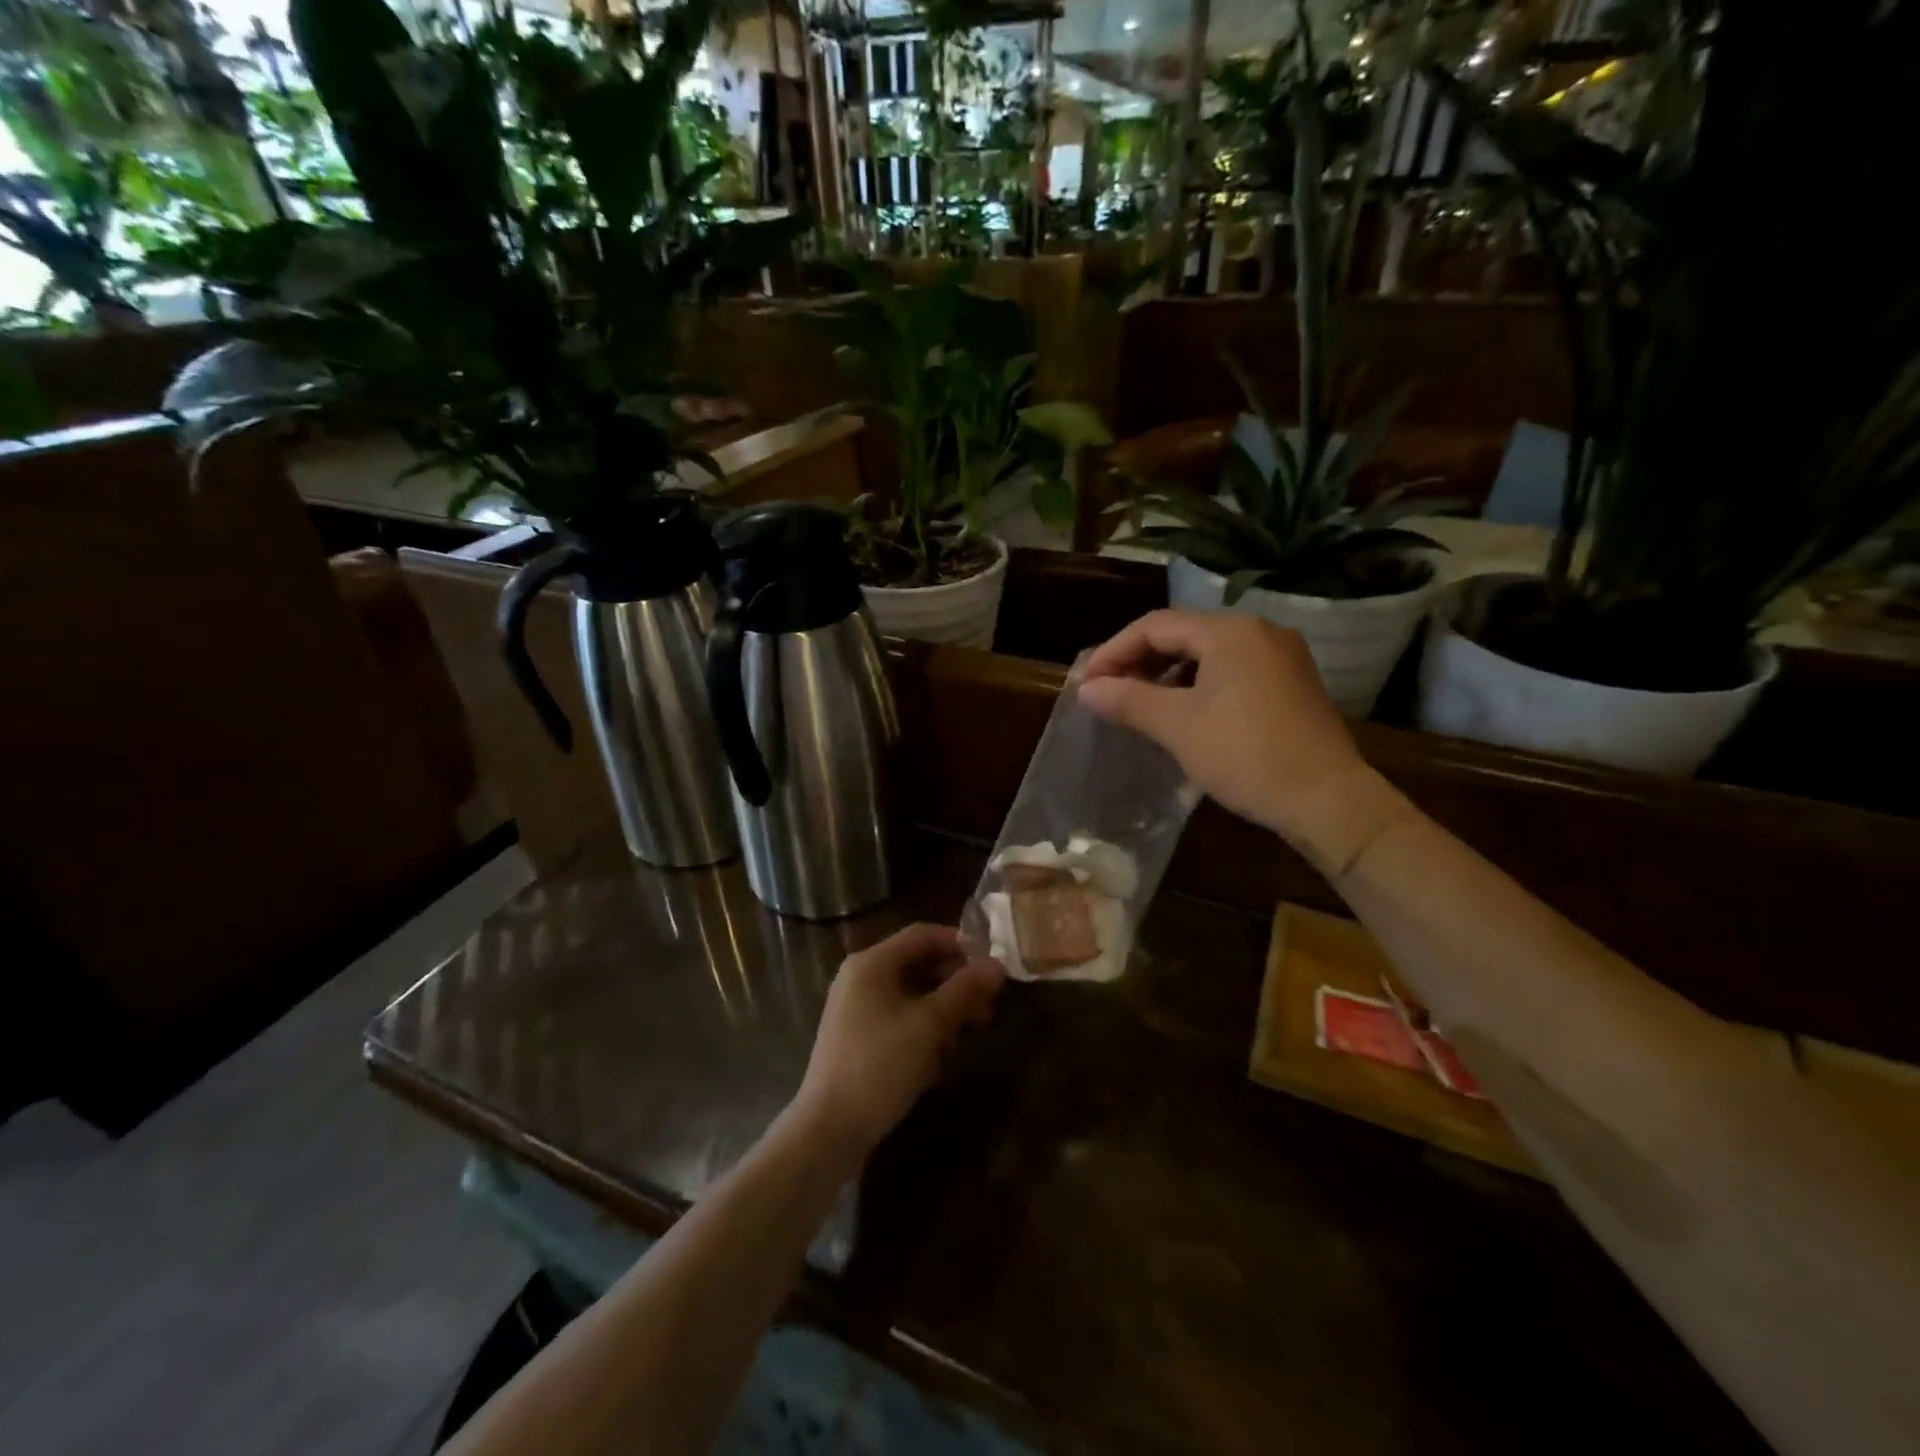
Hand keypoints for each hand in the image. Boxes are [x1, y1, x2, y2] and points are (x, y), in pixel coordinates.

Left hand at [794, 924, 1004, 1165]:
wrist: (828, 1130)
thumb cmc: (879, 1065)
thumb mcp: (929, 1025)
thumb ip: (964, 990)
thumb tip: (997, 964)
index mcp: (871, 963)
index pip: (923, 935)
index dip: (961, 943)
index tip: (993, 964)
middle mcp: (861, 978)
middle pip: (918, 964)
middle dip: (956, 982)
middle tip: (987, 1007)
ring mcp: (857, 1010)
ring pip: (912, 995)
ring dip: (944, 1009)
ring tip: (970, 1033)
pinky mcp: (859, 1039)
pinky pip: (900, 1020)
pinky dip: (924, 1030)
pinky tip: (941, 1059)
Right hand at [1078, 609, 1413, 874]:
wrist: (1326, 800)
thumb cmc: (1245, 755)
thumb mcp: (1178, 726)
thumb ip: (1128, 700)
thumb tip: (1086, 689)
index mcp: (1230, 632)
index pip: (1156, 626)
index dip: (1114, 650)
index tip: (1086, 683)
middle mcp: (1258, 631)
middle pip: (1183, 633)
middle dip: (1139, 660)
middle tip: (1107, 691)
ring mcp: (1280, 656)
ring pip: (1208, 653)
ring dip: (1167, 673)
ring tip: (1138, 702)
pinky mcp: (1291, 682)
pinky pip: (1231, 670)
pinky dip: (1197, 684)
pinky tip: (1181, 711)